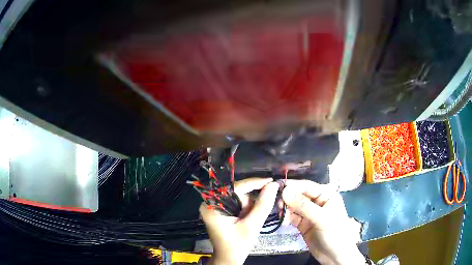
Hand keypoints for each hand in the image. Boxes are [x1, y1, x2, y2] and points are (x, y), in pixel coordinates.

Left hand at [200, 178, 278, 264]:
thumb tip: (274, 185)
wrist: (229, 258)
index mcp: (212, 205)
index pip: (235, 188)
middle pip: (237, 192)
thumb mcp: (252, 226)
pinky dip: (247, 208)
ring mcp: (214, 206)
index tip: (271, 180)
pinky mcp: (220, 210)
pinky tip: (250, 216)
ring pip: (238, 197)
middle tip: (262, 208)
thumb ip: (263, 205)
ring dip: (250, 205)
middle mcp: (210, 202)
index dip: (254, 183)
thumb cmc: (238, 245)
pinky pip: (236, 202)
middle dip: (252, 200)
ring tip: (252, 219)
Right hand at [282, 180, 363, 264]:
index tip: (277, 188)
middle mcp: (317, 202)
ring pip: (294, 206)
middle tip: (277, 204)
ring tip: (280, 213)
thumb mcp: (322, 218)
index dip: (293, 186)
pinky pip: (292, 217)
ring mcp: (309, 214)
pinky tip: (284, 221)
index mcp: (326, 195)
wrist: (335, 255)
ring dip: (286, 208)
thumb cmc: (334, 233)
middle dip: (287, 198)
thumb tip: (285, 191)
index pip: (307, 186)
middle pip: (298, 195)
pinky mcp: (303, 224)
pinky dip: (287, 218)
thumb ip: (303, 205)